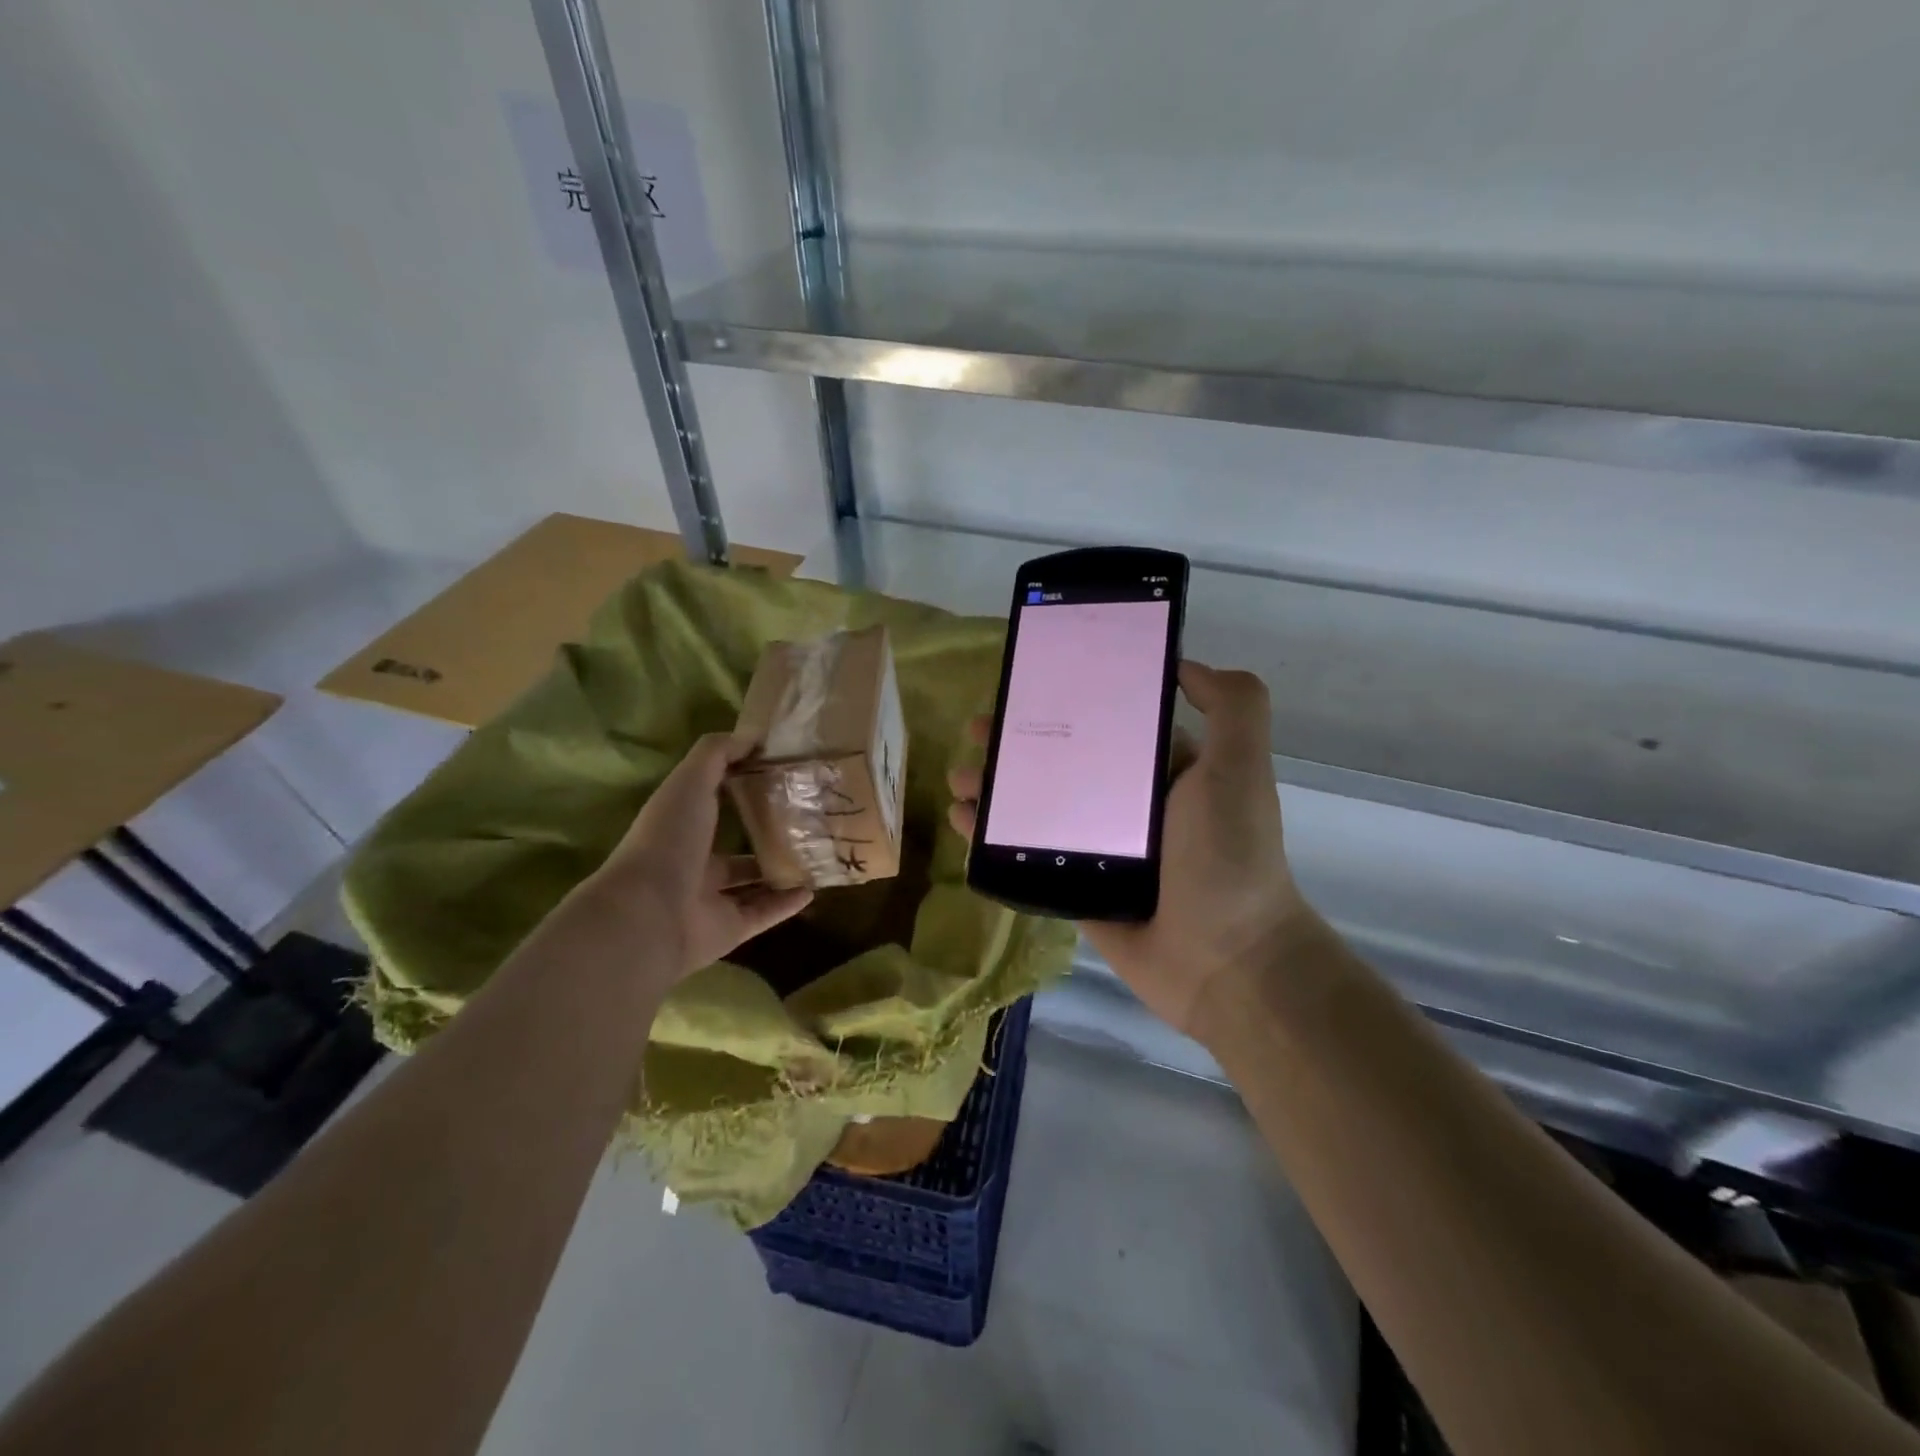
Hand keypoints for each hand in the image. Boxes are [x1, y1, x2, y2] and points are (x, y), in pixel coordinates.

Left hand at [581, 733, 812, 979]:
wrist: (651, 914)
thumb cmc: (669, 839)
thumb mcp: (690, 782)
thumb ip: (718, 754)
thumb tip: (753, 736)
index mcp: (681, 827)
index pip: (713, 804)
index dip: (742, 787)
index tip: (781, 773)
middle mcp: (694, 863)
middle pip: (735, 849)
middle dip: (766, 834)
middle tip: (808, 817)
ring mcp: (712, 900)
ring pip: (752, 884)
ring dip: (780, 870)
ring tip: (817, 853)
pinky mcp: (730, 929)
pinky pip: (764, 913)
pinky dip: (787, 904)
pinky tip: (814, 888)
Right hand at [948, 662, 1311, 1037]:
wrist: (1226, 959)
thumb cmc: (1230, 854)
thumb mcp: (1239, 765)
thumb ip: (1231, 705)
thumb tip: (1180, 664)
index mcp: (1161, 771)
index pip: (1104, 723)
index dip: (1065, 702)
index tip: (1026, 686)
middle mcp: (1126, 805)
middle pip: (1058, 763)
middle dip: (1015, 744)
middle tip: (977, 731)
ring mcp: (1096, 849)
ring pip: (1033, 808)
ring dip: (994, 788)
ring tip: (959, 777)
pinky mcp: (1073, 888)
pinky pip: (1024, 855)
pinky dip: (990, 838)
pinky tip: (962, 821)